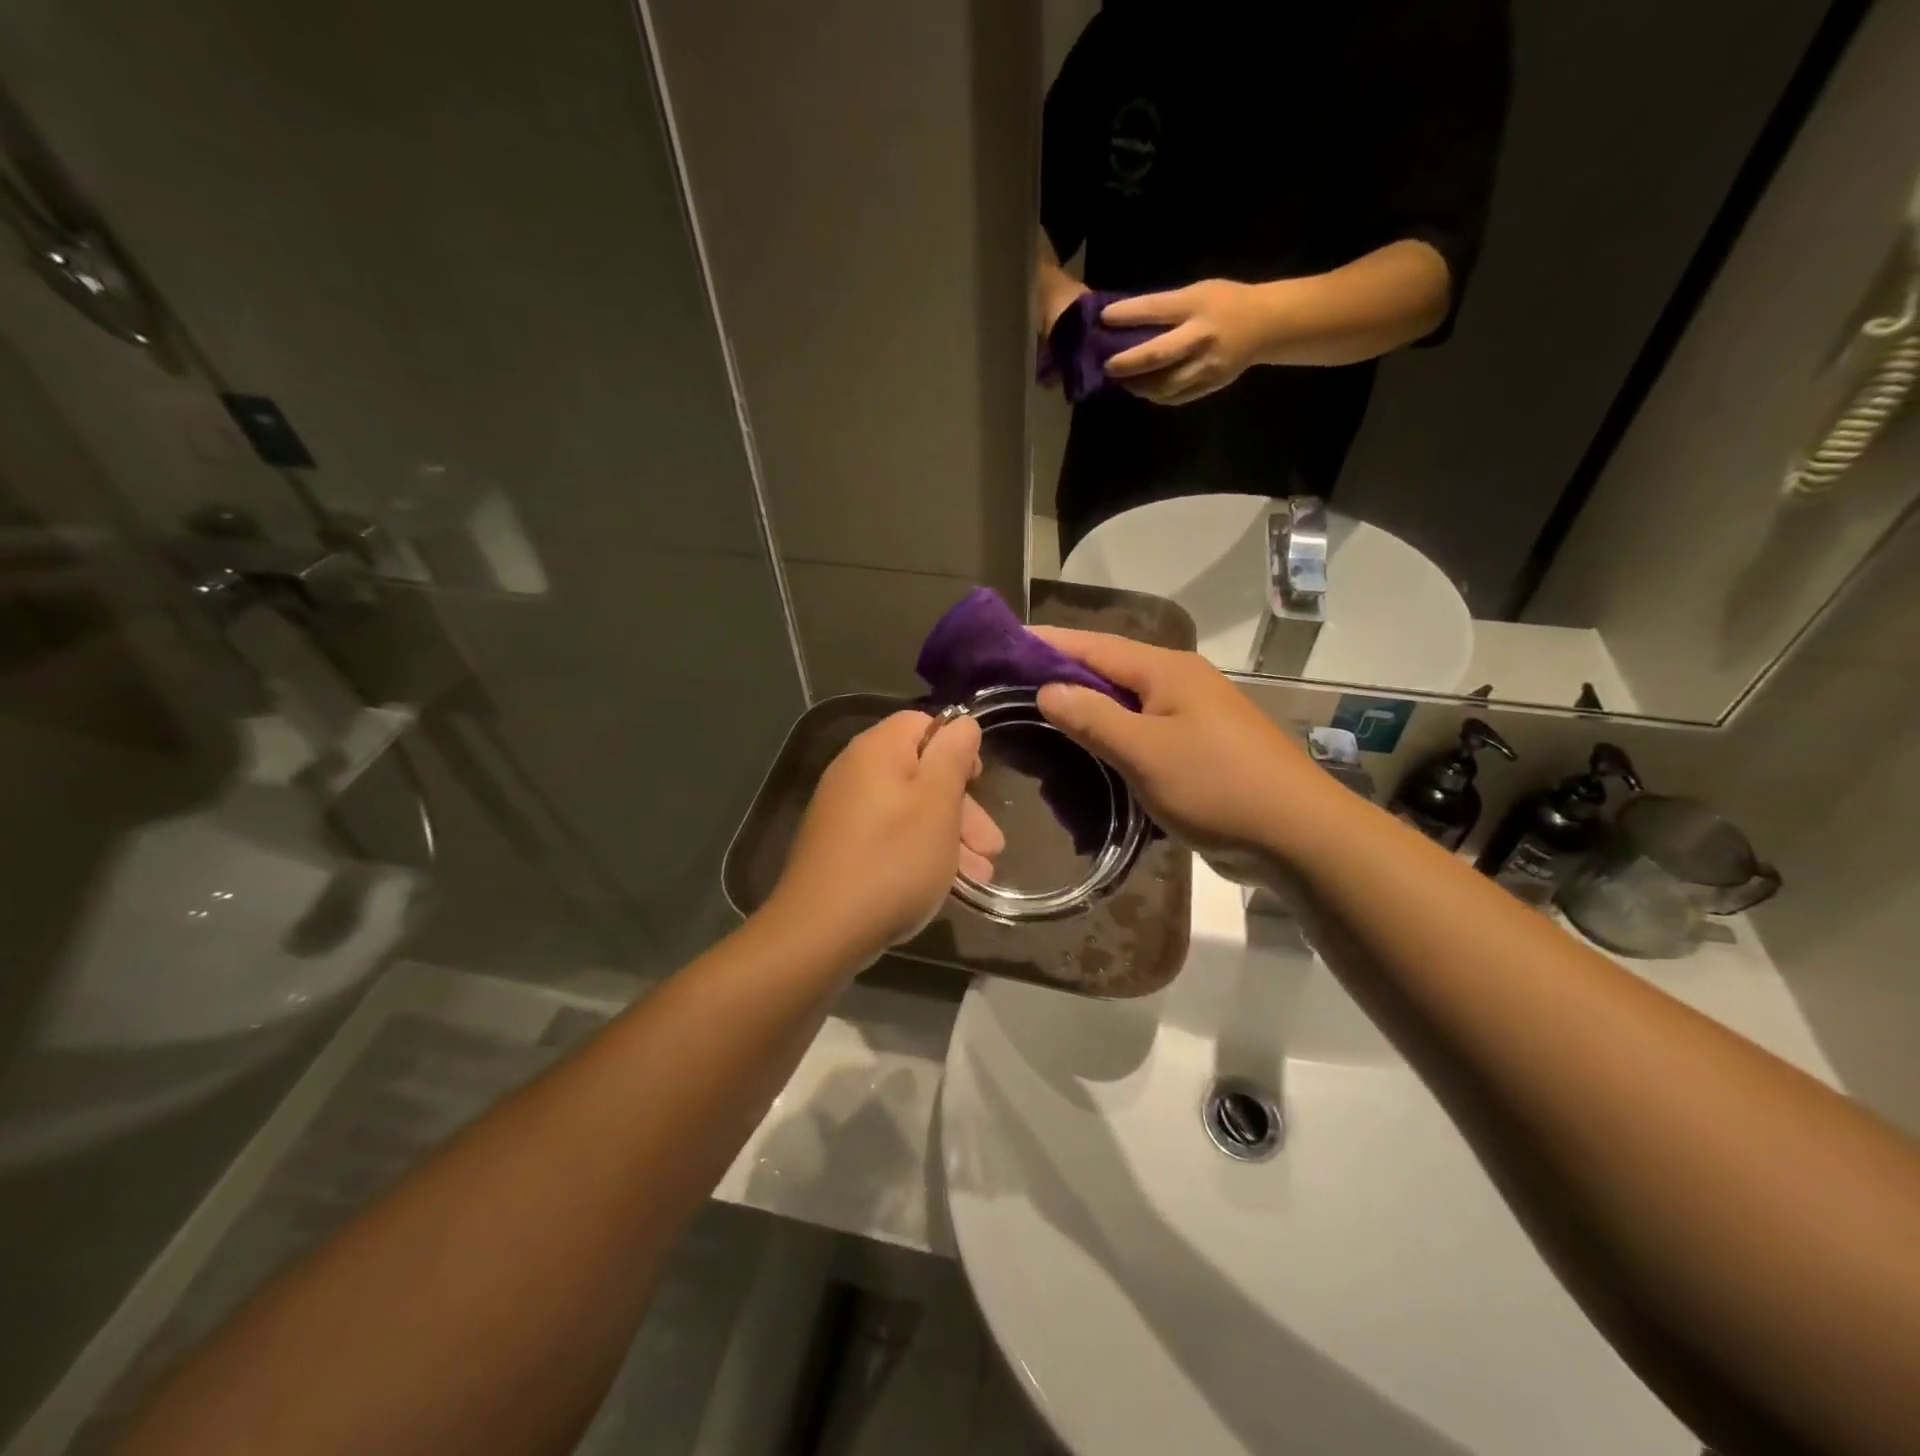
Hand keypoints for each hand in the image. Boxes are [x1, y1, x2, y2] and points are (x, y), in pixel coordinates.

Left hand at [768, 711, 1003, 963]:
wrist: (821, 931)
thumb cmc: (892, 860)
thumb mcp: (937, 803)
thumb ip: (953, 757)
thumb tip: (962, 723)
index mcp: (877, 750)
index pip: (923, 724)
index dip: (957, 748)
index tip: (980, 783)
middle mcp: (855, 772)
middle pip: (920, 773)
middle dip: (963, 809)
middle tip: (992, 847)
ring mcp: (844, 813)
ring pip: (910, 811)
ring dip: (950, 838)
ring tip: (981, 876)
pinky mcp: (841, 848)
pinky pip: (890, 837)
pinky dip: (921, 853)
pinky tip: (948, 885)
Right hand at [1032, 628, 1336, 884]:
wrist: (1296, 835)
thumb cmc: (1217, 785)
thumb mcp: (1145, 751)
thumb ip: (1093, 717)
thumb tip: (1048, 689)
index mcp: (1166, 671)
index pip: (1094, 646)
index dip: (1049, 642)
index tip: (1004, 643)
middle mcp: (1179, 683)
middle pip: (1109, 670)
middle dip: (1062, 674)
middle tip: (1010, 685)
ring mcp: (1191, 716)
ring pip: (1126, 704)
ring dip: (1086, 707)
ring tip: (1038, 715)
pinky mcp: (1197, 749)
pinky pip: (1142, 732)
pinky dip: (1111, 736)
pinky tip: (1087, 751)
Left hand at [1102, 280, 1268, 404]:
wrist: (1266, 326)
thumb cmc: (1225, 303)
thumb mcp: (1198, 292)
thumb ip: (1167, 308)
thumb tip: (1126, 323)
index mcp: (1196, 305)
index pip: (1155, 310)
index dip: (1127, 315)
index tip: (1104, 318)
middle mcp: (1200, 337)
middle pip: (1157, 356)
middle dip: (1127, 363)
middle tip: (1107, 366)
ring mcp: (1205, 366)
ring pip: (1163, 384)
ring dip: (1137, 386)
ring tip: (1121, 381)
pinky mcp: (1208, 386)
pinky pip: (1174, 397)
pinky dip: (1154, 395)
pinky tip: (1143, 389)